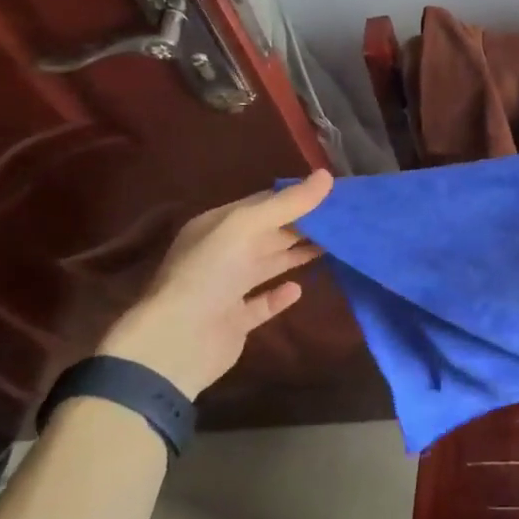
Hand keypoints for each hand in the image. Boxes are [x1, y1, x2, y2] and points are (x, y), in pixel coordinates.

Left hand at [98, 171, 332, 396]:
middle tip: (342, 218)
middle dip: (302, 225)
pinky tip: (299, 289)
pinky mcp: (235, 321)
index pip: (262, 203)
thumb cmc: (209, 273)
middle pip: (268, 233)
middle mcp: (221, 254)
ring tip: (332, 246)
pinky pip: (262, 303)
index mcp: (218, 226)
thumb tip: (327, 175)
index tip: (332, 193)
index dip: (296, 197)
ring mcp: (227, 289)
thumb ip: (288, 203)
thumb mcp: (246, 226)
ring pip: (268, 265)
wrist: (176, 343)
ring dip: (296, 255)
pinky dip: (280, 296)